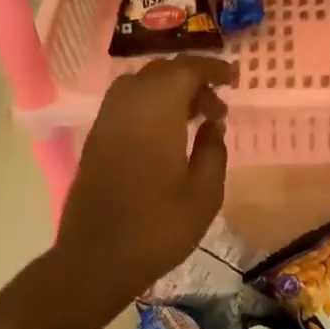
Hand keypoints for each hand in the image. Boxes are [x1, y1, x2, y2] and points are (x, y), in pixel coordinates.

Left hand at [52, 55, 236, 311]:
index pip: (186, 69)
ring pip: (140, 84)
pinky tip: (166, 133)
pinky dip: (149, 103)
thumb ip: (213, 151)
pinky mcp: (96, 138)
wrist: (95, 259)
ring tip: (193, 118)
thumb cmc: (157, 228)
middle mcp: (127, 105)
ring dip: (169, 90)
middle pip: (161, 71)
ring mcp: (106, 121)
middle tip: (217, 109)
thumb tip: (212, 124)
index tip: (234, 78)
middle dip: (192, 79)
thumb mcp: (204, 194)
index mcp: (156, 111)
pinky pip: (126, 103)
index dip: (212, 68)